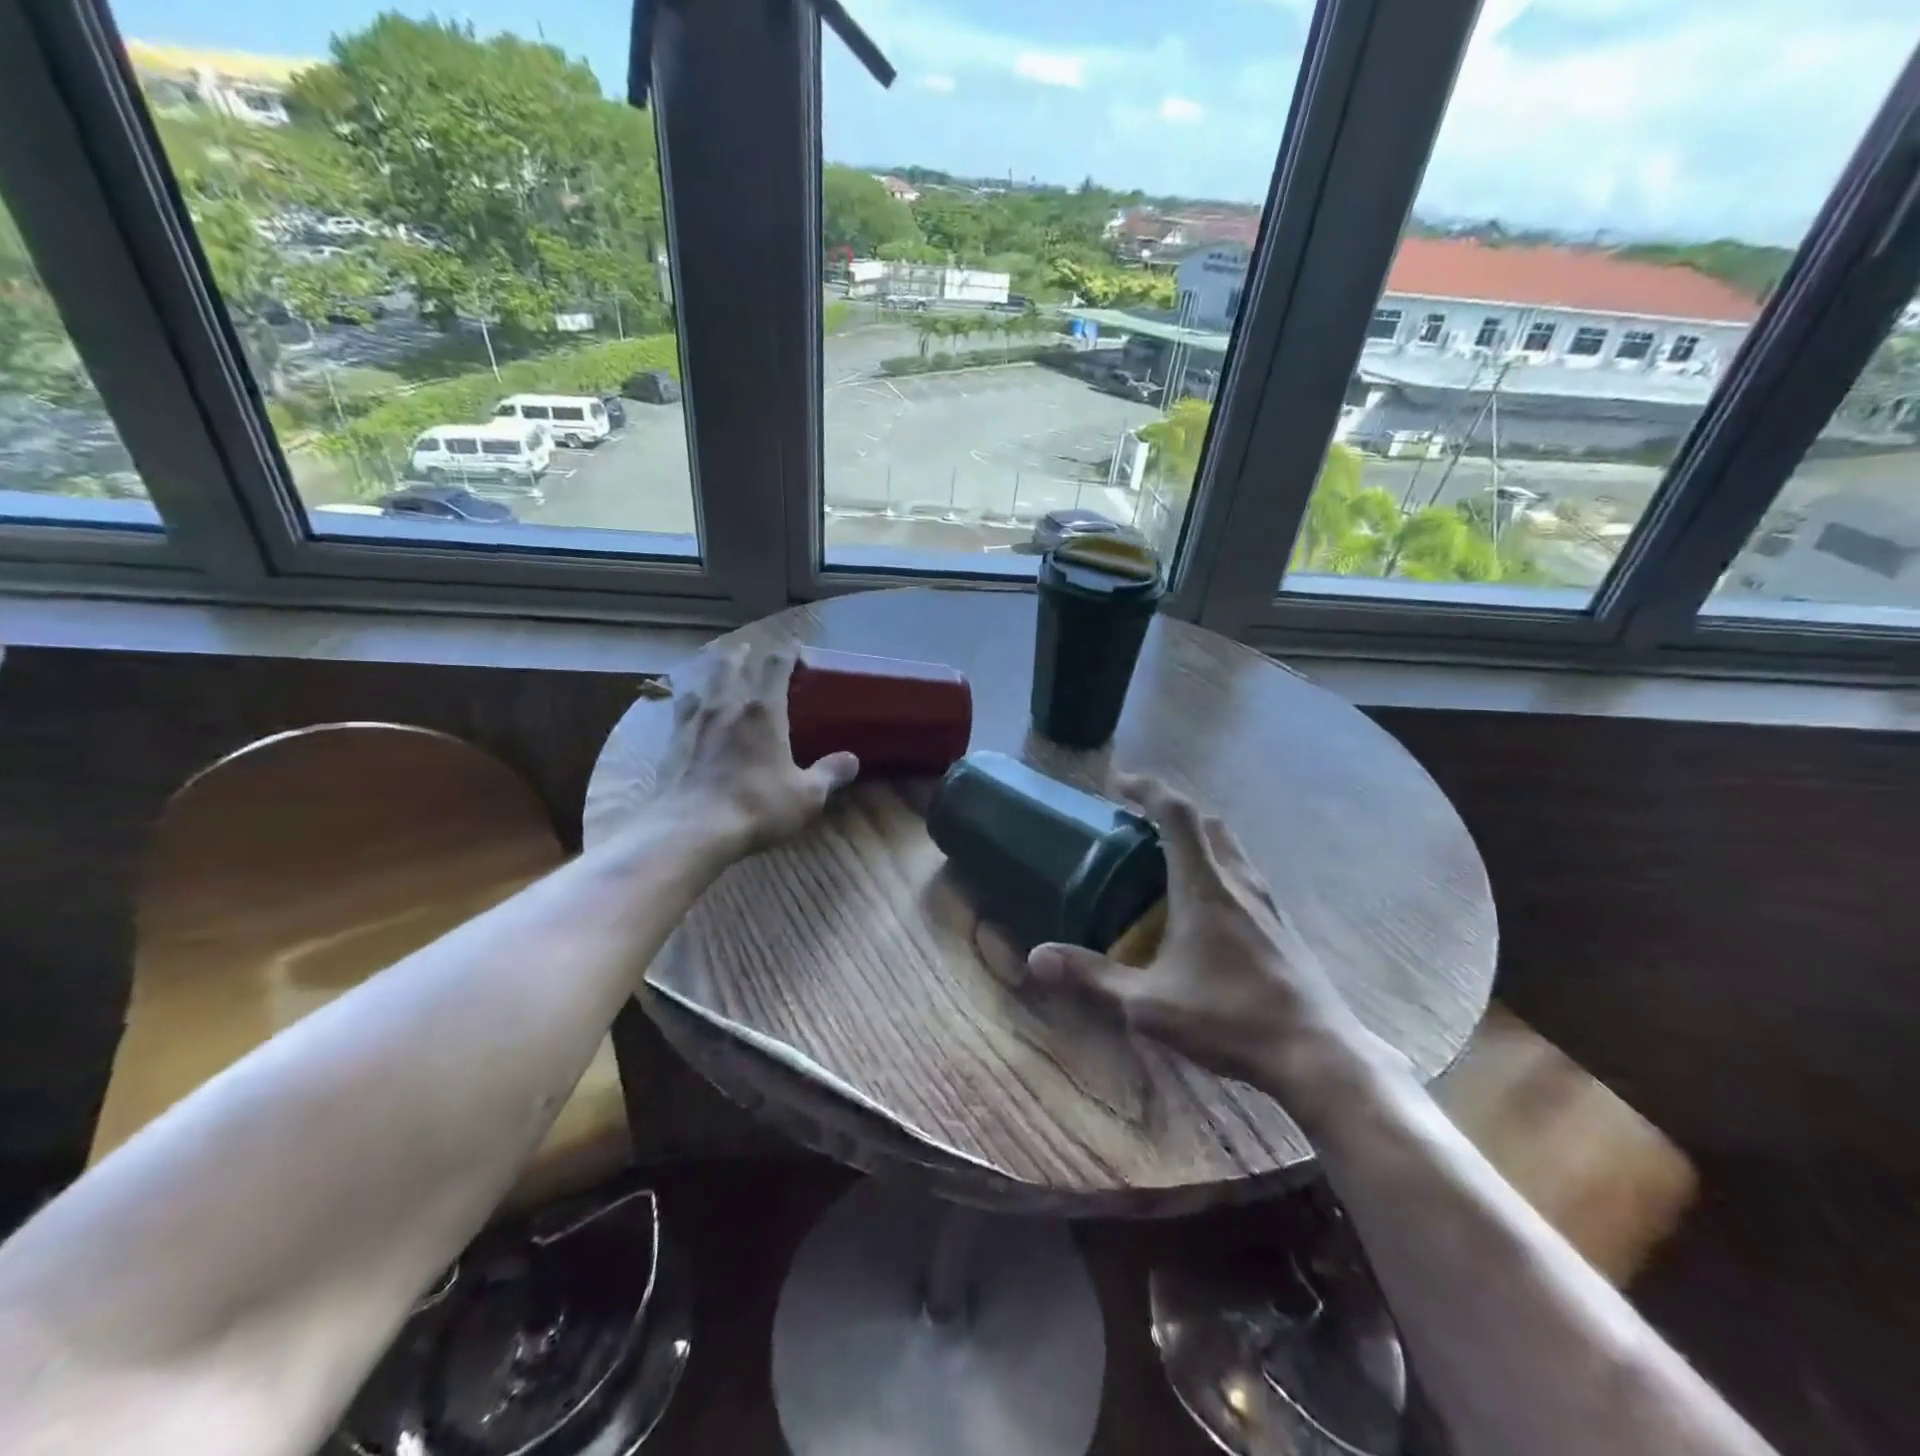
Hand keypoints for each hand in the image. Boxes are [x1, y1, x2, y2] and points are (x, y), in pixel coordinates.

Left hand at [652, 641, 858, 855]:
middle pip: (730, 668)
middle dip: (740, 655)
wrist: (693, 828)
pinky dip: (686, 701)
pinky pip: (679, 712)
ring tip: (712, 669)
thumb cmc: (758, 806)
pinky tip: (685, 706)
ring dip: (710, 673)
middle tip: (744, 648)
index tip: (793, 643)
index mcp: (764, 712)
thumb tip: (852, 760)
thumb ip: (830, 774)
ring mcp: (694, 724)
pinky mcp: (672, 745)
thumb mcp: (807, 795)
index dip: (786, 653)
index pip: (776, 668)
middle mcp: (727, 708)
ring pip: (701, 685)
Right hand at [1027, 774, 1393, 1102]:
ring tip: (1164, 864)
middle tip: (1138, 826)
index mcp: (1204, 886)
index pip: (1177, 813)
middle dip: (1171, 812)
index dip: (1147, 788)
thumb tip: (1035, 958)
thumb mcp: (1148, 1003)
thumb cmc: (1230, 1019)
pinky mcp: (1282, 925)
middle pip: (1207, 822)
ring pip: (1230, 847)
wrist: (1317, 1054)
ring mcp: (1267, 902)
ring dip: (1197, 839)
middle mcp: (1238, 881)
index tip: (1119, 784)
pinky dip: (1217, 869)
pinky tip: (1202, 911)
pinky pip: (1243, 875)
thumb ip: (1092, 976)